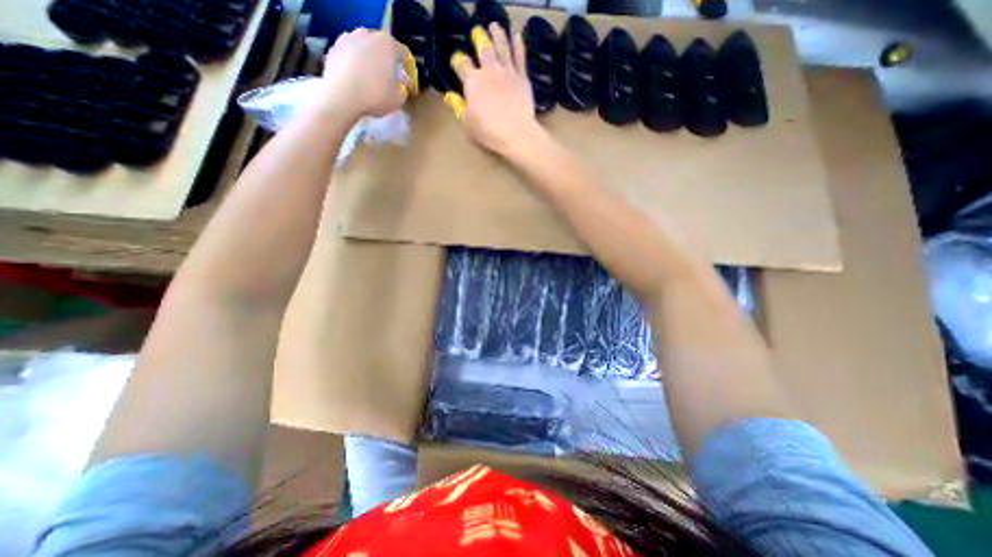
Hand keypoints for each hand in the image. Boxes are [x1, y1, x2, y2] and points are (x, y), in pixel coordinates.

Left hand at [319, 29, 411, 119]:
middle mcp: (367, 34)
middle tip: (390, 79)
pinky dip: (355, 64)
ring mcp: (347, 38)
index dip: (408, 70)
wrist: (341, 97)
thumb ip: (403, 89)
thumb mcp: (399, 99)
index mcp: (387, 44)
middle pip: (382, 47)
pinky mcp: (333, 48)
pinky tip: (357, 80)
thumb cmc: (375, 96)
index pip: (404, 54)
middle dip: (387, 61)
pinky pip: (350, 56)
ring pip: (365, 49)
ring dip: (370, 61)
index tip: (408, 83)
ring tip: (371, 79)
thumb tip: (402, 85)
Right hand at [448, 22, 540, 155]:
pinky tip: (517, 37)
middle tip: (477, 32)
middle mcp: (489, 71)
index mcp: (472, 82)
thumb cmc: (488, 132)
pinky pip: (520, 57)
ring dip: (498, 35)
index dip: (457, 61)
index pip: (462, 64)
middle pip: (483, 49)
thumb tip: (450, 97)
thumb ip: (459, 108)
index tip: (457, 60)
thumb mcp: (467, 124)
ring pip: (502, 47)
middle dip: (478, 39)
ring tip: (495, 27)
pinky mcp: (522, 78)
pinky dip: (518, 46)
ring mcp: (507, 72)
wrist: (516, 134)